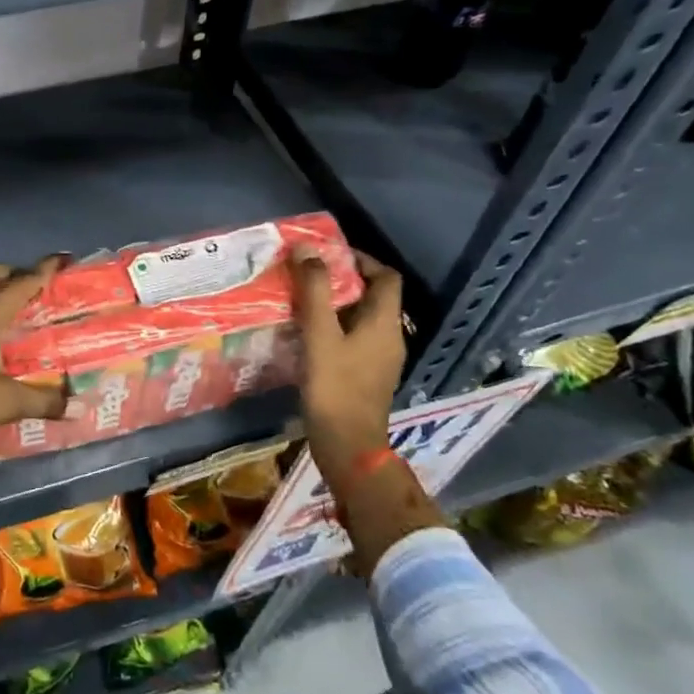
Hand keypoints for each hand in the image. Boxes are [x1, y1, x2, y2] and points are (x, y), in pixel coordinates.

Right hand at [289, 246, 405, 473]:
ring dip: (337, 304)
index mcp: (385, 323)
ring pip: (363, 318)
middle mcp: (390, 337)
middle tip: (309, 274)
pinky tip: (309, 333)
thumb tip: (308, 249)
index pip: (386, 277)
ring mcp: (381, 358)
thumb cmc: (335, 387)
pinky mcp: (368, 375)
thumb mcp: (320, 334)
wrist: (347, 445)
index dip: (362, 260)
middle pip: (374, 296)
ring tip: (303, 299)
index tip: (329, 255)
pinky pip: (355, 338)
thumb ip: (315, 290)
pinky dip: (336, 326)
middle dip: (343, 280)